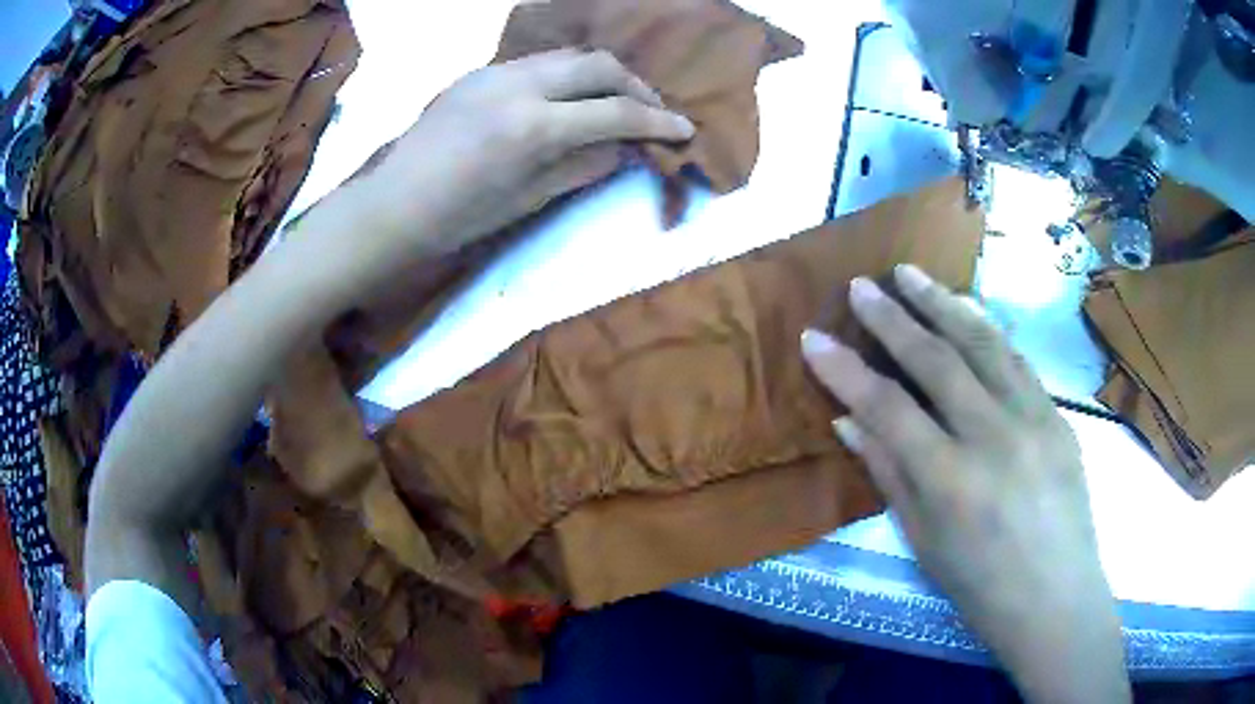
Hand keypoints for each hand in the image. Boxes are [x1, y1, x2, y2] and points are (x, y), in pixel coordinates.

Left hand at [345, 49, 692, 261]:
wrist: (393, 205)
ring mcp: (495, 73)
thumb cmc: (459, 217)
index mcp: (532, 127)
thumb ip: (584, 165)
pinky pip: (538, 63)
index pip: (613, 113)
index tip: (684, 130)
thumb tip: (626, 147)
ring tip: (615, 102)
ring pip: (569, 56)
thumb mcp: (530, 199)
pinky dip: (567, 76)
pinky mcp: (479, 72)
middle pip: (598, 65)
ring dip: (602, 76)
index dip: (656, 122)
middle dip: (635, 86)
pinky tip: (570, 99)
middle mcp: (518, 85)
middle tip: (652, 111)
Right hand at [801, 265, 1128, 702]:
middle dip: (892, 318)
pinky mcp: (1058, 415)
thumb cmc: (980, 586)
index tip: (814, 337)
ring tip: (910, 274)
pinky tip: (967, 308)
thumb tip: (849, 421)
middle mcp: (994, 437)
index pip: (888, 408)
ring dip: (942, 303)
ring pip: (984, 343)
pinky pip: (1018, 359)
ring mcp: (1033, 419)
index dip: (846, 369)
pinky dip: (987, 327)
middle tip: (861, 285)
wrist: (1055, 598)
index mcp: (951, 481)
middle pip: (936, 360)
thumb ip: (888, 473)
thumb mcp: (923, 541)